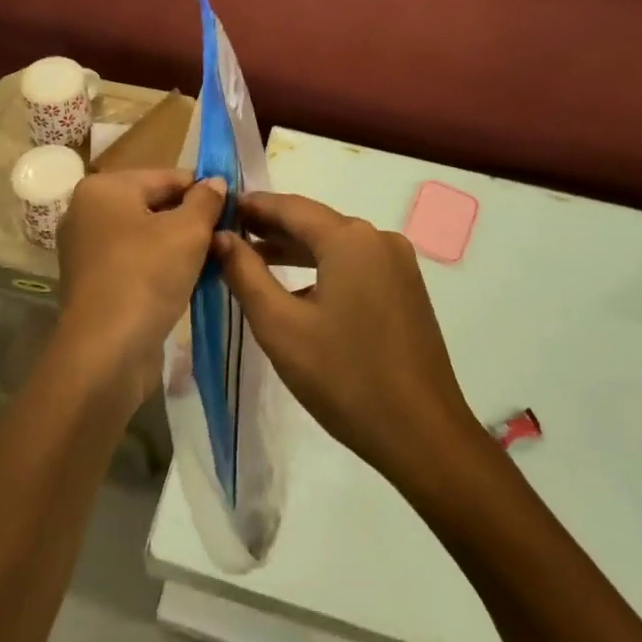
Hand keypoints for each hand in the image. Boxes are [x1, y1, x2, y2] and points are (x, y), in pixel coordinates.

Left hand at [53, 168, 227, 415]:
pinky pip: (135, 262)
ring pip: (146, 236)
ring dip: (180, 247)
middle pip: (154, 205)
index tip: (234, 209)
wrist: (105, 352)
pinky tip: (190, 282)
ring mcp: (86, 249)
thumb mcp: (188, 232)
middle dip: (191, 220)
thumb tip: (215, 182)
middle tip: (227, 238)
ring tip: (214, 261)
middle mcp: (87, 212)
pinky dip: (161, 267)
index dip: (204, 191)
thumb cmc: (146, 277)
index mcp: (104, 188)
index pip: (166, 176)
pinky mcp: (93, 282)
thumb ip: (206, 201)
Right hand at [214, 194, 483, 486]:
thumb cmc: (344, 377)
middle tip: (227, 235)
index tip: (217, 210)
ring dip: (295, 250)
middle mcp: (378, 239)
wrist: (423, 435)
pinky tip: (297, 289)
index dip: (252, 206)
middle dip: (270, 228)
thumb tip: (220, 237)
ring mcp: (398, 263)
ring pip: (335, 245)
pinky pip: (355, 264)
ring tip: (253, 259)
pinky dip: (323, 268)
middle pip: (314, 222)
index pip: (290, 206)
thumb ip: (245, 274)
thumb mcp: (281, 326)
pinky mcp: (406, 288)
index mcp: (350, 238)